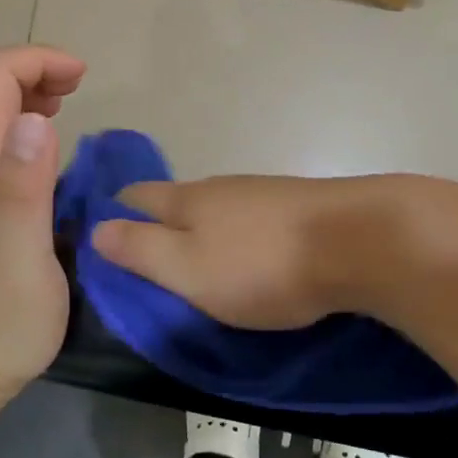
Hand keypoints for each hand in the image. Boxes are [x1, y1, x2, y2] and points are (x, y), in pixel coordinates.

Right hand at [89, 176, 373, 329]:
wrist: (359, 242)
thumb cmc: (263, 266)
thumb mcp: (189, 270)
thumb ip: (142, 250)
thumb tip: (98, 229)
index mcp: (188, 200)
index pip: (135, 196)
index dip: (113, 213)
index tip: (101, 238)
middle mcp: (222, 187)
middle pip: (176, 199)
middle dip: (157, 222)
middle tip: (148, 260)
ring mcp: (263, 193)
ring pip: (217, 208)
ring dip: (201, 229)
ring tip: (198, 261)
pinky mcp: (299, 206)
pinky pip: (252, 218)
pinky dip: (238, 235)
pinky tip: (248, 253)